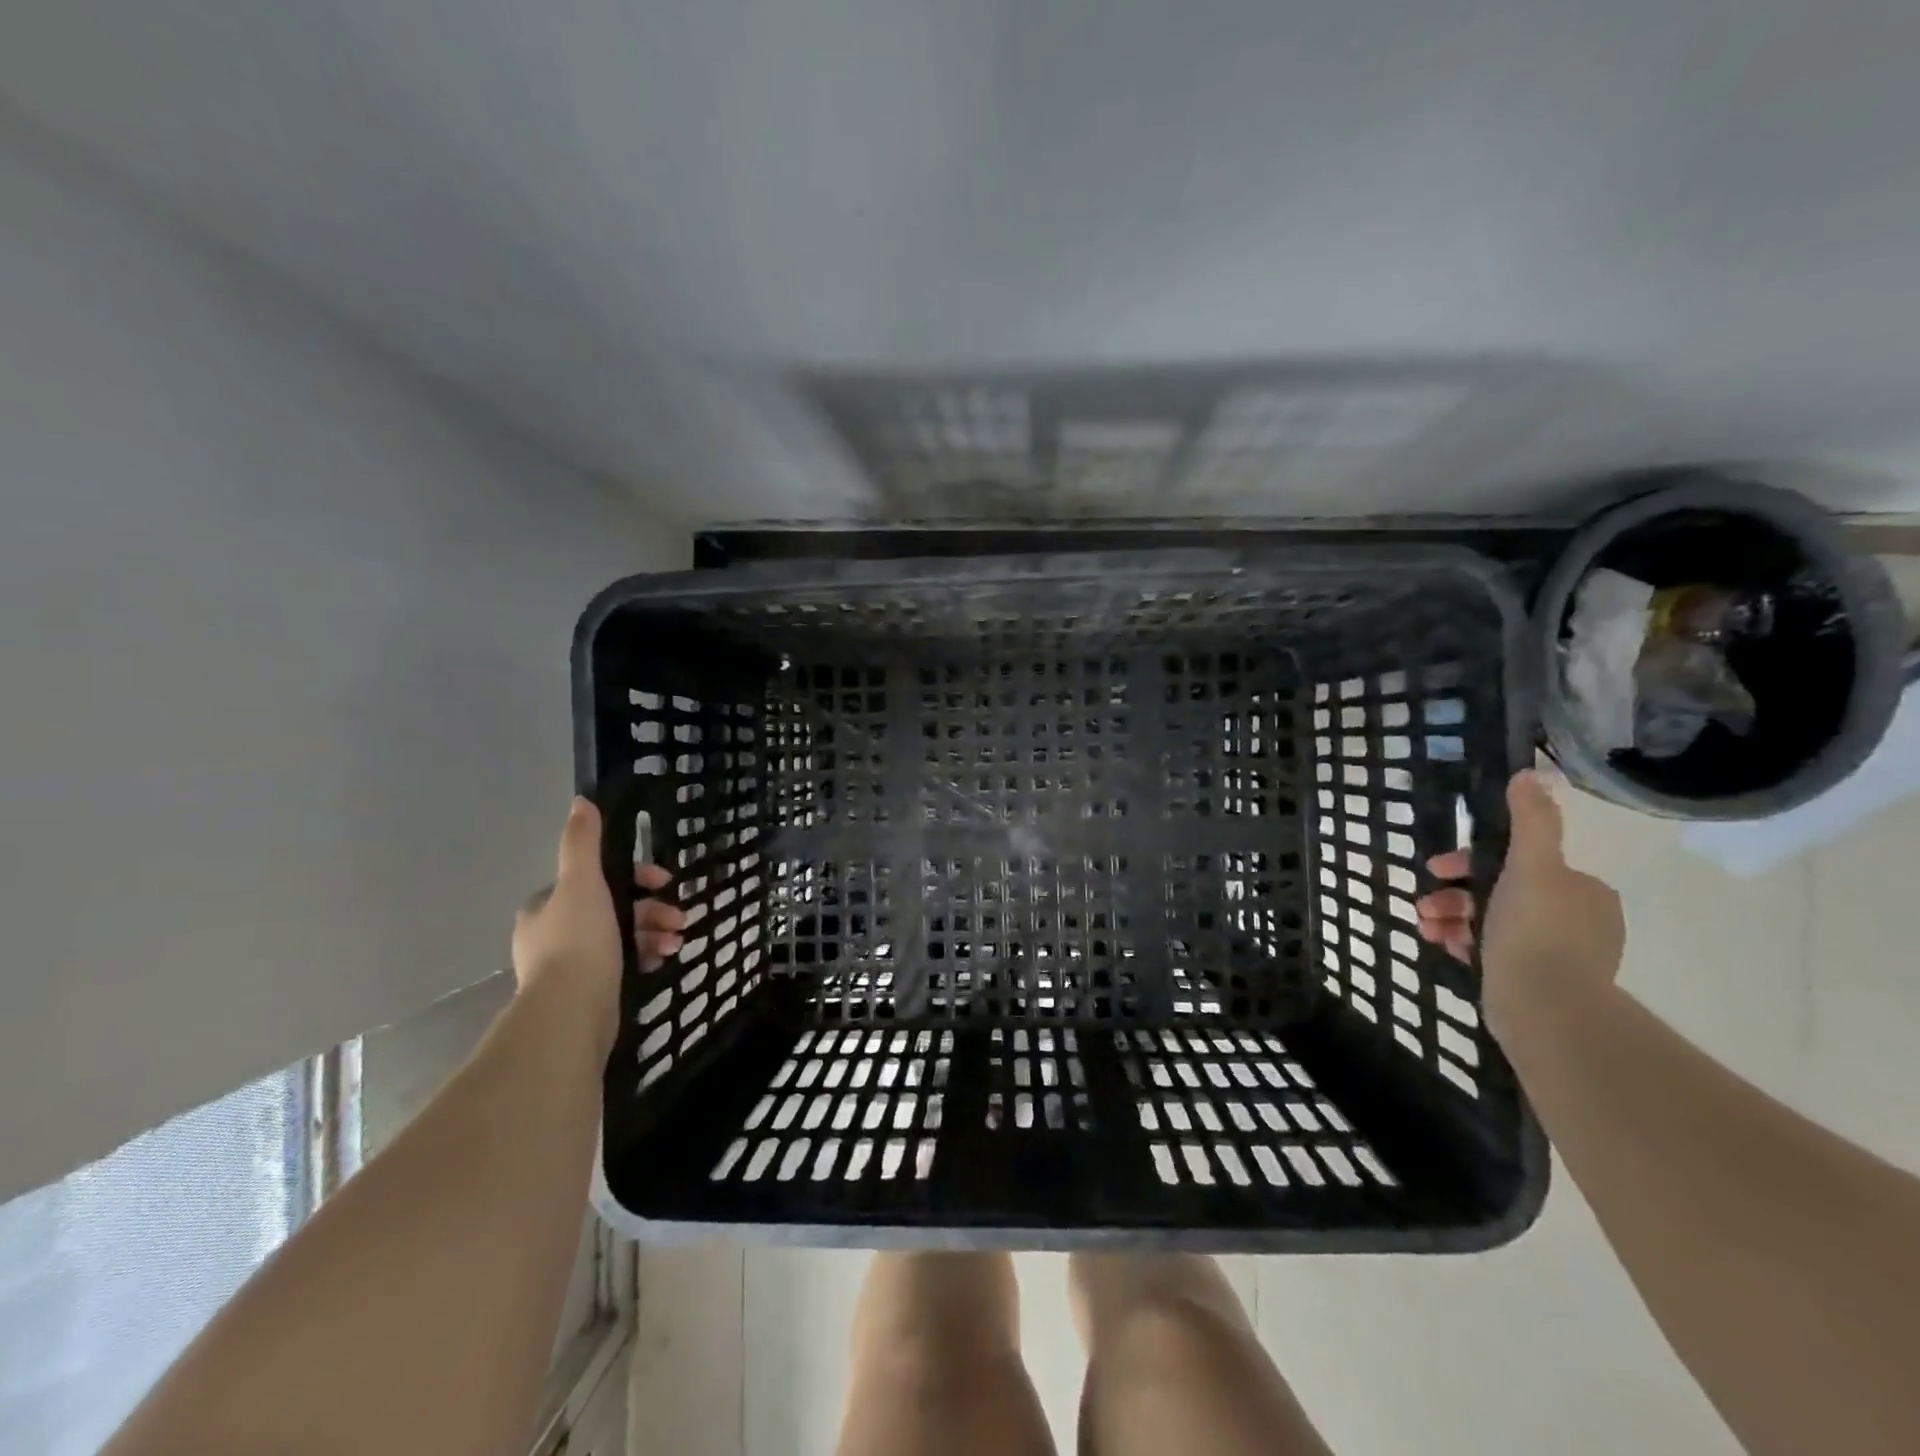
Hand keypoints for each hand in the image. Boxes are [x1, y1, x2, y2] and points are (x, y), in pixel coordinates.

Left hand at [512, 799, 685, 1013]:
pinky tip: (665, 958)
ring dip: (655, 933)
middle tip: (681, 916)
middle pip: (613, 909)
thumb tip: (581, 801)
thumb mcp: (582, 883)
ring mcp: (570, 966)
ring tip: (679, 941)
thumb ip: (582, 844)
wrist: (571, 1013)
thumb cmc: (578, 941)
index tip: (663, 881)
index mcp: (546, 908)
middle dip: (651, 909)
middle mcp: (553, 934)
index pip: (594, 880)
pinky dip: (647, 956)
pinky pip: (624, 964)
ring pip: (622, 937)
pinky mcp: (588, 992)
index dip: (634, 877)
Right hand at [1414, 769, 1625, 1040]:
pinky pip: (1491, 952)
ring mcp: (1559, 955)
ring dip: (1450, 917)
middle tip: (1426, 902)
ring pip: (1490, 922)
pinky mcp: (1537, 983)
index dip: (1472, 861)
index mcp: (1582, 891)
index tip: (1439, 869)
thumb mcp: (1531, 866)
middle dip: (1454, 893)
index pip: (1520, 862)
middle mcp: (1577, 921)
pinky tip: (1439, 944)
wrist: (1544, 1008)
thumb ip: (1531, 822)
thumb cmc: (1534, 930)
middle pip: (1500, 892)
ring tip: (1425, 925)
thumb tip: (1531, 774)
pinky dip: (1462, 943)